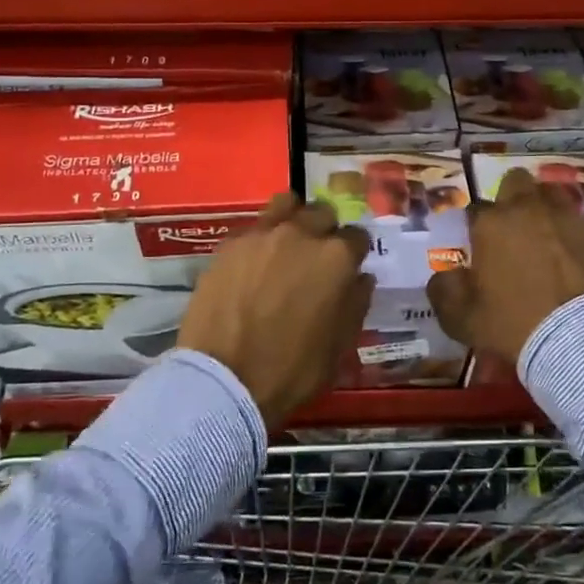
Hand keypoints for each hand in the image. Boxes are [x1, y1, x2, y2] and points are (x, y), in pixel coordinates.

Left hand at [176, 194, 374, 426]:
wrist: (223, 379)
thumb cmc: (291, 371)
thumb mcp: (339, 347)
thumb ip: (355, 304)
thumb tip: (361, 278)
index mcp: (336, 258)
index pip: (358, 237)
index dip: (355, 253)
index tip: (348, 269)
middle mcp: (301, 233)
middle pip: (322, 213)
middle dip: (326, 231)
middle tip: (316, 258)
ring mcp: (262, 234)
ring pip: (286, 204)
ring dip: (293, 218)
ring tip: (286, 244)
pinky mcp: (229, 243)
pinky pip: (253, 227)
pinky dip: (260, 238)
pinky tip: (254, 262)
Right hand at [427, 167, 583, 367]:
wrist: (581, 338)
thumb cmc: (513, 325)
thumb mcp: (461, 318)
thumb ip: (445, 290)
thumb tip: (446, 276)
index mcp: (491, 224)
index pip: (475, 209)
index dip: (475, 226)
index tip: (479, 246)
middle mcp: (527, 209)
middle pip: (515, 182)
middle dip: (511, 199)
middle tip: (512, 230)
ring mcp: (565, 216)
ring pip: (550, 193)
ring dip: (543, 208)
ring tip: (545, 236)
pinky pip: (579, 219)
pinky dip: (571, 231)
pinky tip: (573, 255)